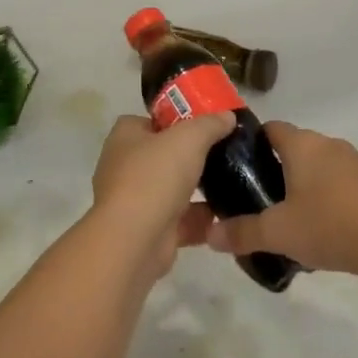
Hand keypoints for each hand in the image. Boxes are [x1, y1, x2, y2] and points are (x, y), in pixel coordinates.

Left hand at [89, 113, 233, 281]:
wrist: (134, 241)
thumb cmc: (155, 176)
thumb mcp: (189, 138)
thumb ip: (210, 124)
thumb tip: (228, 116)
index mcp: (125, 137)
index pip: (150, 120)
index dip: (176, 119)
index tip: (205, 124)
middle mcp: (125, 166)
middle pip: (164, 154)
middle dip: (191, 156)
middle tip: (224, 152)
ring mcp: (136, 201)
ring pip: (173, 189)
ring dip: (198, 189)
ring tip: (232, 181)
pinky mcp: (149, 231)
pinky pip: (180, 220)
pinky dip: (200, 220)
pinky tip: (227, 215)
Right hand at [206, 121, 357, 277]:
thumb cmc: (329, 225)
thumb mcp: (278, 232)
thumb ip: (242, 232)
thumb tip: (210, 236)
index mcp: (301, 144)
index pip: (269, 129)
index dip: (251, 144)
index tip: (236, 168)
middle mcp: (326, 143)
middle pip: (292, 147)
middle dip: (274, 168)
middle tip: (255, 197)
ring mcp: (352, 160)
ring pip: (315, 164)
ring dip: (300, 183)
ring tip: (285, 215)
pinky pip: (336, 180)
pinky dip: (324, 194)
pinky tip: (319, 225)